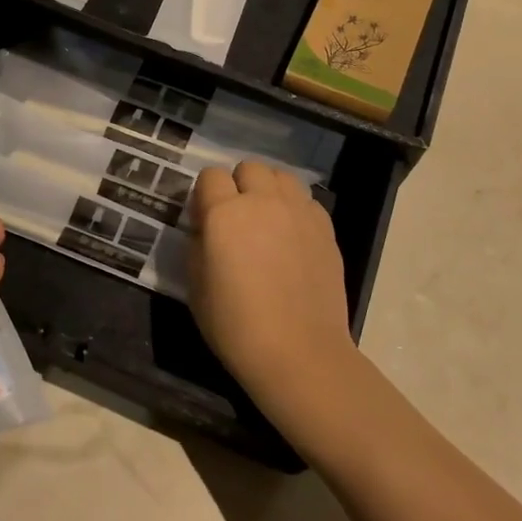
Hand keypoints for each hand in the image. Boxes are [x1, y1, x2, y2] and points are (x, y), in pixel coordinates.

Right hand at [187, 161, 356, 419]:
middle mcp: (263, 202)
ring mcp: (299, 212)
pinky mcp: (325, 228)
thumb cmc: (236, 326)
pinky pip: (306, 200)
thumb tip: (206, 227)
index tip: (205, 220)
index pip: (210, 176)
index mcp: (224, 213)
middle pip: (249, 167)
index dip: (205, 195)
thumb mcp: (196, 286)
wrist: (298, 352)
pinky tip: (292, 237)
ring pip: (281, 176)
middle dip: (239, 185)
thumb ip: (198, 244)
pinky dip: (295, 209)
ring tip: (266, 220)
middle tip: (237, 218)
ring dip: (269, 190)